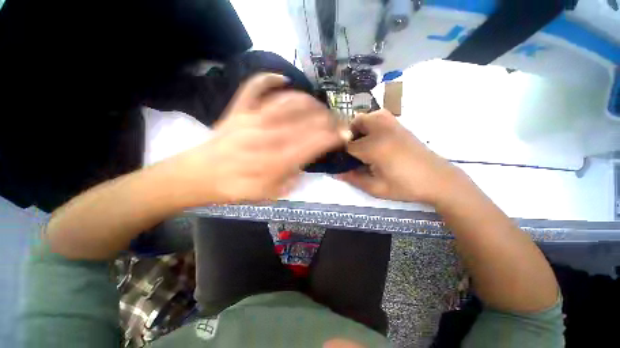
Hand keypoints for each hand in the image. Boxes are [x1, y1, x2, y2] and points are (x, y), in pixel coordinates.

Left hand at [175, 73, 348, 203]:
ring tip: (318, 106)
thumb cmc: (236, 189)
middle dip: (328, 118)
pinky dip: (269, 79)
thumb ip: (292, 181)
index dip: (334, 136)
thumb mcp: (270, 194)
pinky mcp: (238, 110)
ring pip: (288, 101)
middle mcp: (269, 136)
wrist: (199, 176)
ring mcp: (253, 119)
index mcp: (278, 160)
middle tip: (336, 121)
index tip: (345, 134)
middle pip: (307, 120)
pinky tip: (282, 79)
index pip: (315, 142)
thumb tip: (305, 168)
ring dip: (308, 101)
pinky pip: (254, 88)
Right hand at [337, 109, 463, 204]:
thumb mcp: (376, 188)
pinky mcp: (399, 125)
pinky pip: (378, 116)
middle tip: (350, 153)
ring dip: (358, 129)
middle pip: (354, 125)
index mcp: (374, 147)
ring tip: (361, 145)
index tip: (339, 161)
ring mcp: (392, 124)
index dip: (341, 153)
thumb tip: (336, 173)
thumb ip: (354, 179)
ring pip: (366, 117)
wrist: (438, 179)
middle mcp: (381, 130)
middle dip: (348, 138)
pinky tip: (374, 139)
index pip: (347, 146)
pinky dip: (370, 124)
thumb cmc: (406, 186)